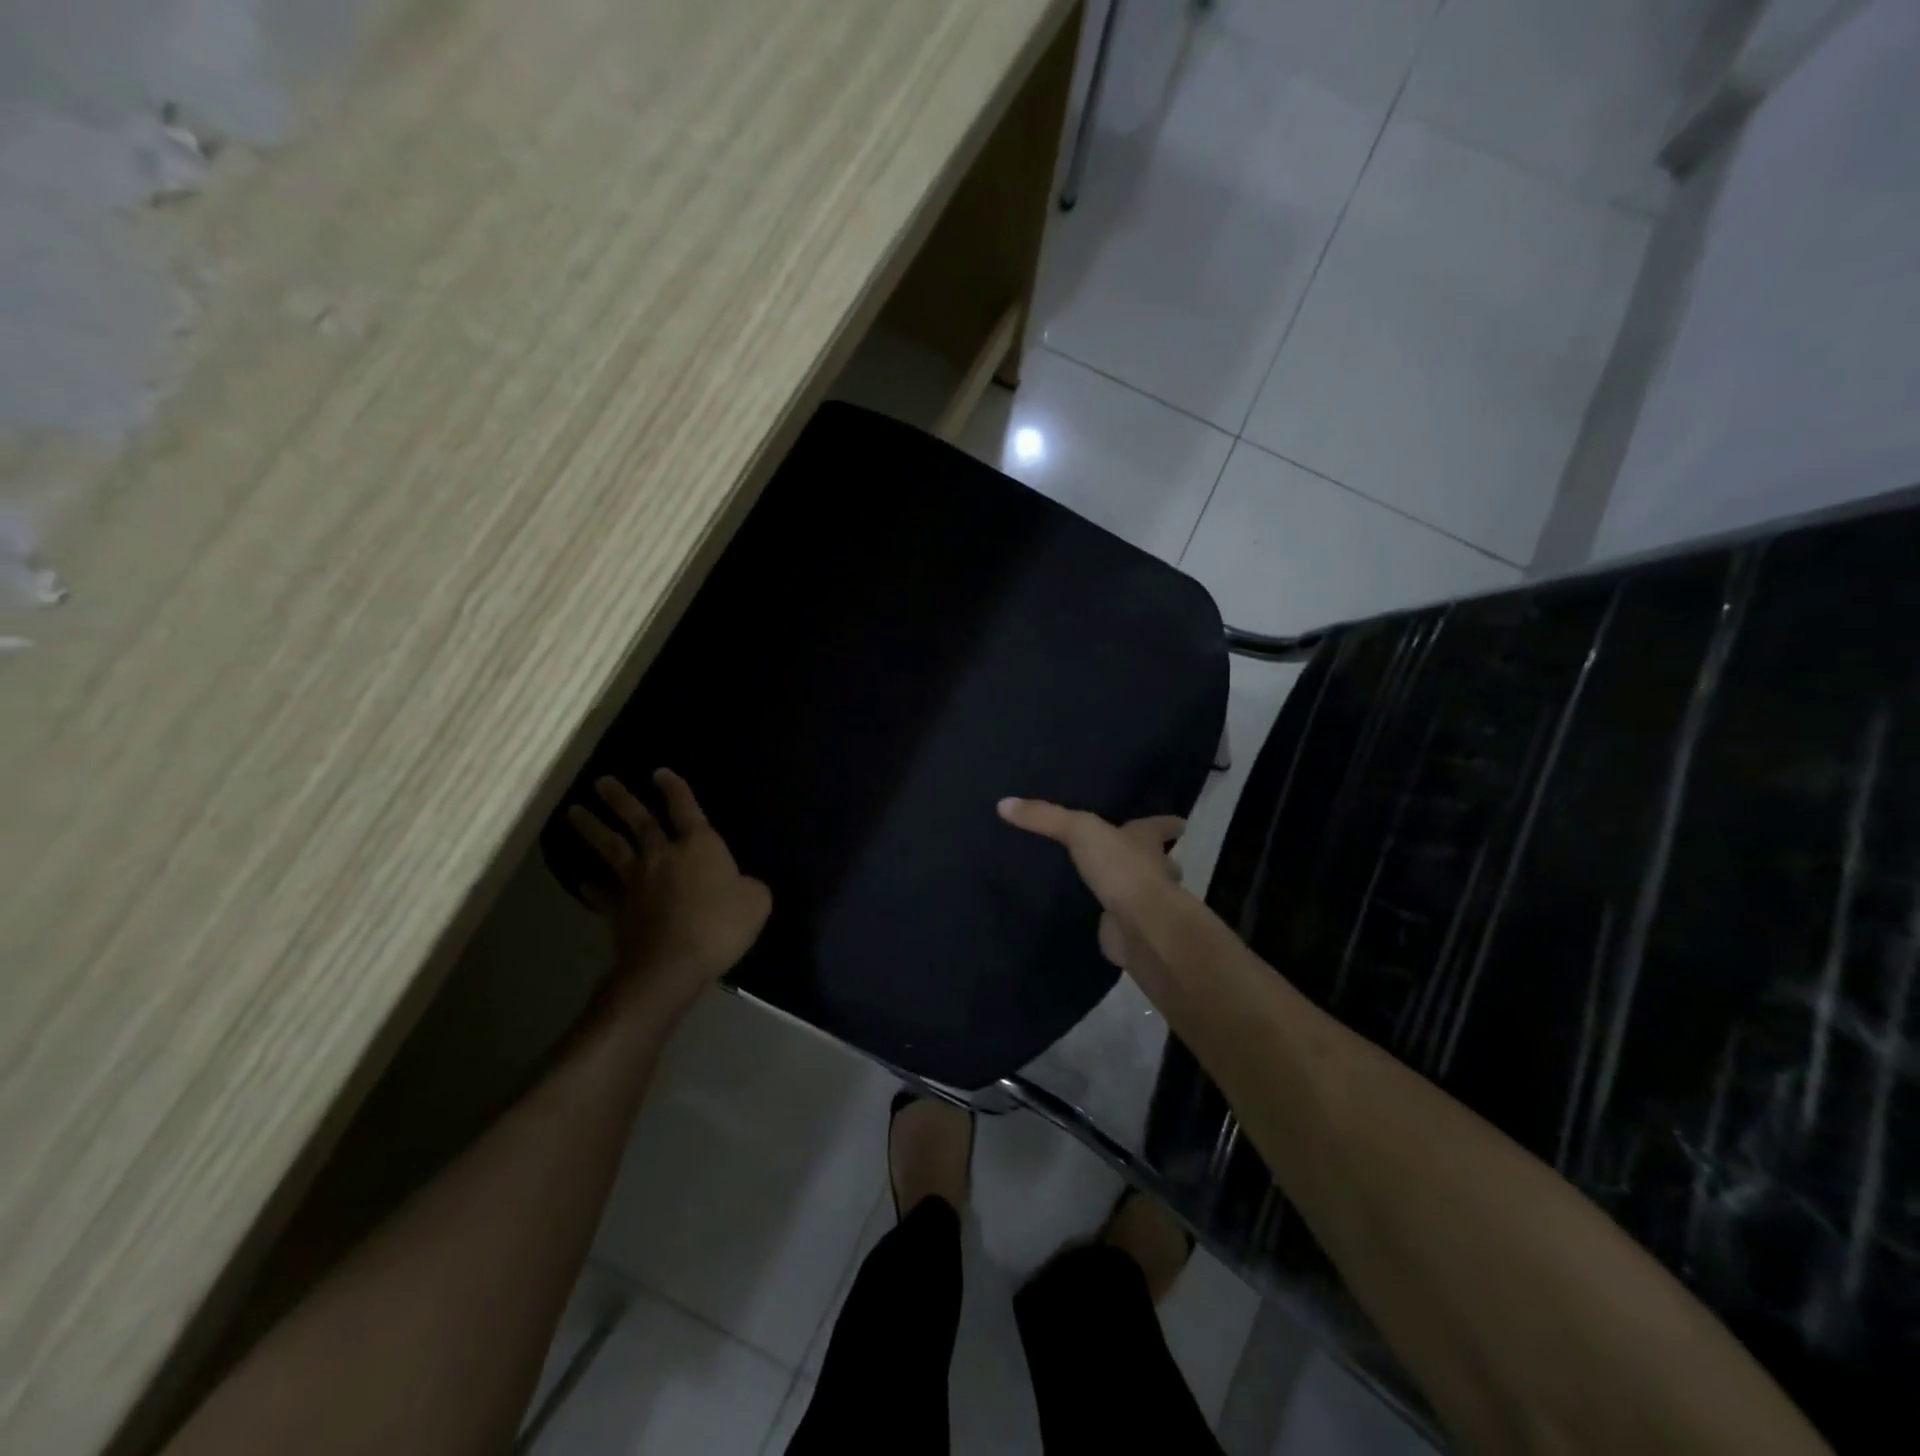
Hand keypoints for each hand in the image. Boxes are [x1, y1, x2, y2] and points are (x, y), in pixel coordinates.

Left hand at [567, 770, 771, 1015]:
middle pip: (638, 820)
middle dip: (620, 799)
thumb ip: (750, 887)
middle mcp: (662, 855)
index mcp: (698, 846)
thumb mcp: (756, 902)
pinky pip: (602, 893)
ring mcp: (635, 882)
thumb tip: (742, 885)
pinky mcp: (618, 910)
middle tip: (600, 781)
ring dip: (592, 828)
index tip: (659, 772)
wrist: (670, 965)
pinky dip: (591, 886)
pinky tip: (581, 880)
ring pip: (610, 847)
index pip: (685, 808)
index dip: (675, 789)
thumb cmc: (719, 926)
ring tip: (573, 812)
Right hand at [998, 797, 1185, 981]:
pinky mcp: (1129, 931)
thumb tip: (1004, 803)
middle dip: (1153, 859)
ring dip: (1132, 889)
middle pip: (1159, 862)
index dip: (1166, 823)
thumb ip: (1044, 816)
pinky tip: (1095, 916)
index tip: (1180, 822)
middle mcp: (1153, 871)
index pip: (1161, 826)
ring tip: (1109, 884)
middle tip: (1136, 855)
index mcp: (1146, 842)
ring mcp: (1144, 905)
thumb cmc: (1121, 869)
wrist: (1140, 926)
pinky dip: (1112, 919)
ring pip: (1142, 892)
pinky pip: (1118, 921)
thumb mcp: (1079, 830)